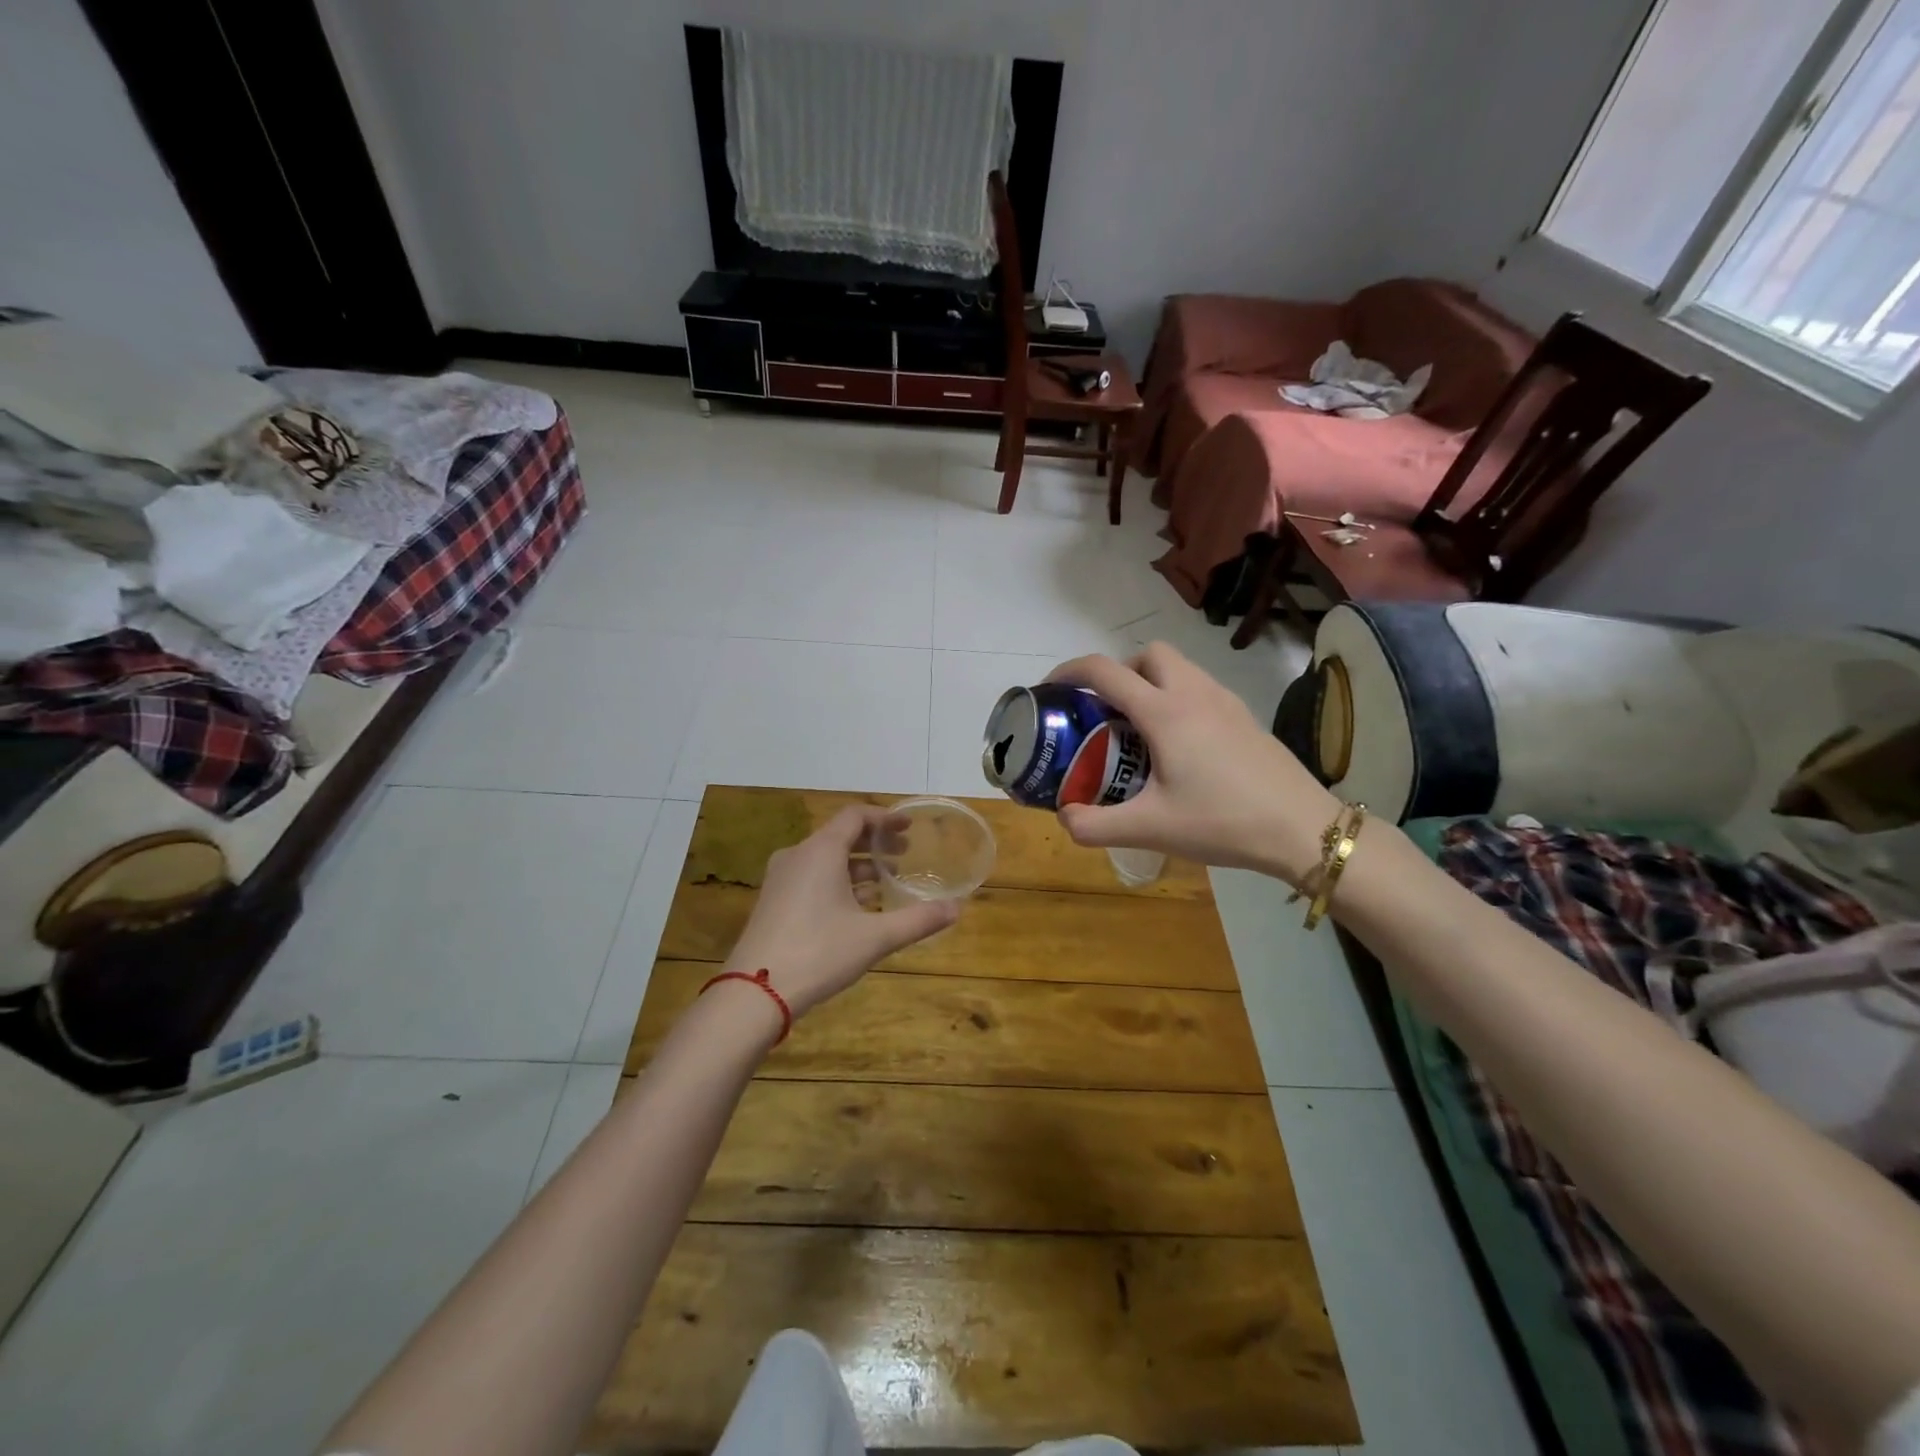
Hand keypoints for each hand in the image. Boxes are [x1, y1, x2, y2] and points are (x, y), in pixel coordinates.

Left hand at [722, 806, 958, 1019]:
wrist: (755, 992)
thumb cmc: (819, 953)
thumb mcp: (875, 937)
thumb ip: (917, 920)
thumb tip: (956, 909)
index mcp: (820, 851)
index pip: (855, 816)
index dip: (885, 818)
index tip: (909, 827)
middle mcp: (798, 855)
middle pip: (840, 835)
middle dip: (874, 842)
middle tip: (904, 854)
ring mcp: (781, 879)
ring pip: (825, 858)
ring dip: (857, 864)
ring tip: (886, 881)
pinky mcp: (773, 901)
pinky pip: (811, 876)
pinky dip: (837, 880)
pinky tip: (857, 905)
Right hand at [1046, 642, 1340, 884]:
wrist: (1302, 828)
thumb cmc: (1222, 822)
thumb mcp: (1149, 829)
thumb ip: (1095, 825)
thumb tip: (1064, 818)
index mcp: (1164, 712)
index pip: (1104, 671)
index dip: (1070, 671)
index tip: (1051, 688)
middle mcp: (1194, 693)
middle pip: (1147, 654)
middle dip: (1119, 671)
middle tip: (1106, 712)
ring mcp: (1225, 701)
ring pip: (1178, 667)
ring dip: (1150, 682)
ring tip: (1140, 730)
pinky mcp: (1245, 716)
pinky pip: (1200, 687)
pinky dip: (1177, 698)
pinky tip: (1181, 746)